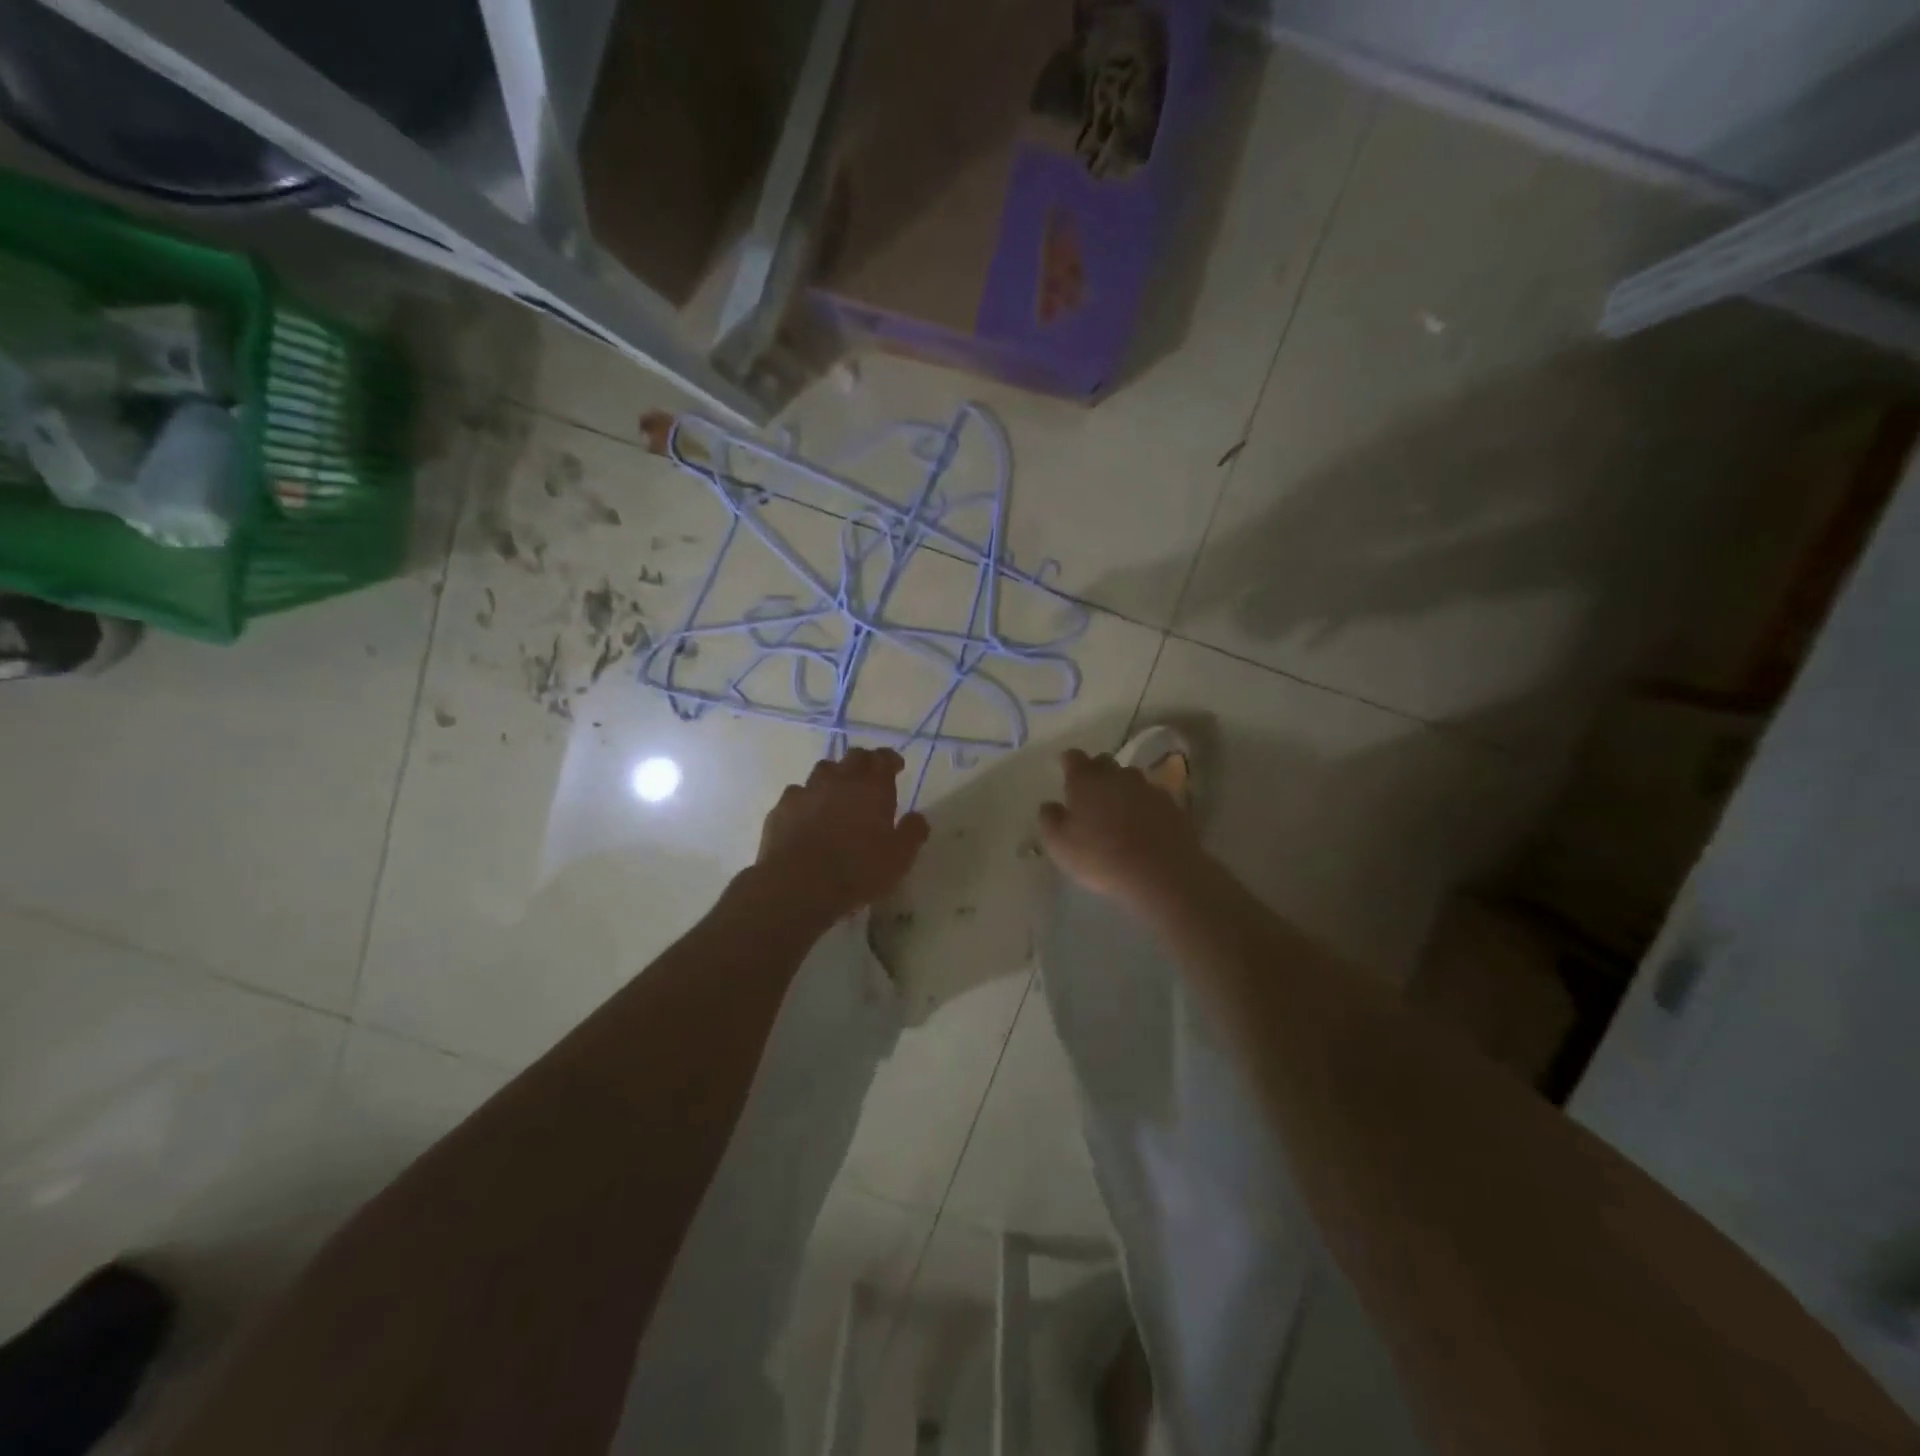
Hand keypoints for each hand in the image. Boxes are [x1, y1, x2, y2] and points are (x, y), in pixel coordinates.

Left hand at [757, 748, 930, 920]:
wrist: (799, 884)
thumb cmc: (858, 870)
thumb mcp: (899, 858)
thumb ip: (912, 833)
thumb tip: (918, 818)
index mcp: (872, 787)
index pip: (883, 759)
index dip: (890, 760)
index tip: (896, 766)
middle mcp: (839, 780)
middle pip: (853, 757)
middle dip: (864, 763)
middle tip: (869, 777)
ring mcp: (807, 790)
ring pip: (823, 770)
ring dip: (833, 776)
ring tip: (837, 793)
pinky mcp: (782, 807)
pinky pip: (797, 793)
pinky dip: (806, 799)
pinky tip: (807, 814)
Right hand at [1038, 748, 1205, 909]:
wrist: (1161, 872)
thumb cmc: (1100, 856)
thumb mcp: (1059, 844)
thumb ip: (1049, 819)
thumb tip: (1050, 804)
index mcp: (1086, 779)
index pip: (1073, 757)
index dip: (1068, 763)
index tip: (1065, 772)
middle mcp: (1117, 775)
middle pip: (1104, 763)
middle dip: (1096, 773)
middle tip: (1090, 794)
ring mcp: (1148, 787)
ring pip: (1130, 779)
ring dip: (1122, 789)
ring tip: (1117, 812)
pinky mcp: (1172, 804)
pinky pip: (1152, 797)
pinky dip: (1144, 806)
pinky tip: (1142, 825)